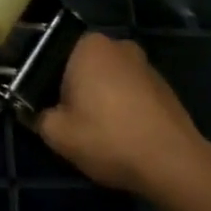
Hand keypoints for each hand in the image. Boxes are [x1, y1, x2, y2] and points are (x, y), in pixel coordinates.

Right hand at [35, 32, 210, 200]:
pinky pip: (133, 94)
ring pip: (111, 80)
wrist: (173, 164)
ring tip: (99, 132)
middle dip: (77, 89)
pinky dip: (125, 109)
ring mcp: (146, 65)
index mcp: (89, 45)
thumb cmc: (108, 138)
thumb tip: (37, 114)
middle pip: (85, 66)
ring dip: (103, 99)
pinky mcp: (165, 88)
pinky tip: (124, 136)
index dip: (47, 82)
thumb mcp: (58, 134)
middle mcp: (118, 45)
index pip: (55, 55)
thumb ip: (39, 118)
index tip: (48, 107)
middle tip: (70, 120)